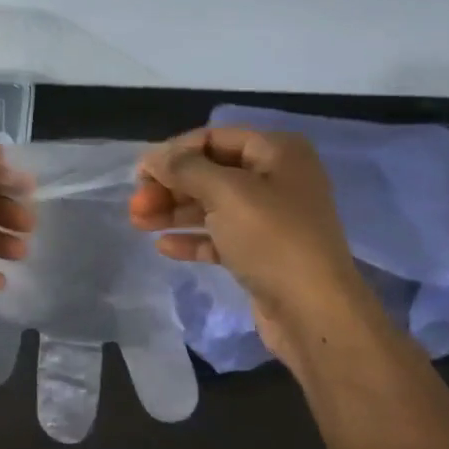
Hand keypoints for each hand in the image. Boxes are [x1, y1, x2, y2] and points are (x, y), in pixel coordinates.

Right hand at [129, 127, 381, 369]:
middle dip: (170, 186)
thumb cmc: (272, 239)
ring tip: (137, 223)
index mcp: (277, 152)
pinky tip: (164, 247)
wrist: (313, 311)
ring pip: (211, 206)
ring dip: (173, 212)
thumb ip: (185, 169)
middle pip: (210, 173)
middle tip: (135, 205)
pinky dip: (192, 239)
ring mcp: (269, 219)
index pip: (214, 138)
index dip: (175, 152)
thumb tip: (151, 156)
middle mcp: (276, 179)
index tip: (140, 174)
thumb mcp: (226, 193)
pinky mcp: (260, 253)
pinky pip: (219, 237)